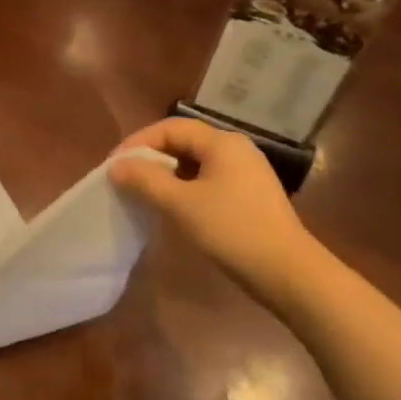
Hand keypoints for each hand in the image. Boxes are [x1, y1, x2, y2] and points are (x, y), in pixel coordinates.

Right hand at [108, 118, 315, 290]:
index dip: (138, 142)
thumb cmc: (231, 230)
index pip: (170, 127)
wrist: (286, 272)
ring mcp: (246, 173)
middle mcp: (236, 149)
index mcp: (222, 142)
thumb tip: (116, 166)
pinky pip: (208, 180)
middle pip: (184, 142)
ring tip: (143, 194)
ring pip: (195, 163)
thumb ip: (145, 180)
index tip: (114, 165)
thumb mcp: (181, 204)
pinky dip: (184, 187)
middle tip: (125, 179)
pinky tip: (173, 207)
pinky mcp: (249, 195)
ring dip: (166, 174)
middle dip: (151, 157)